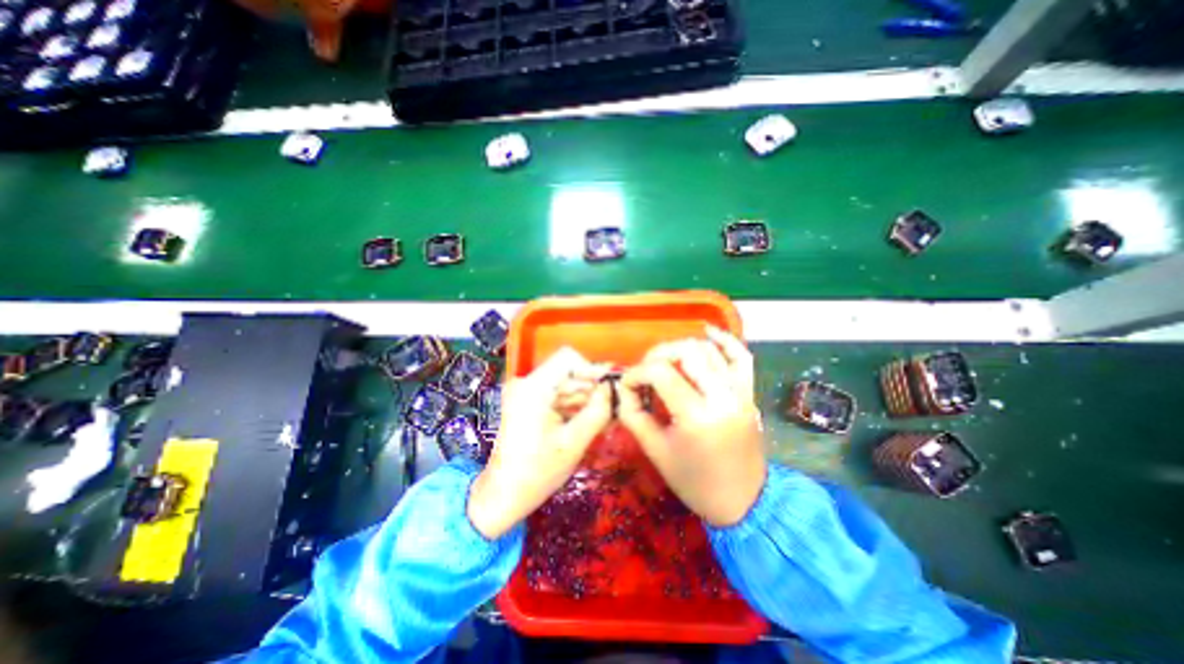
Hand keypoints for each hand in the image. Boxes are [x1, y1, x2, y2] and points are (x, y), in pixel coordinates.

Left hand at [465, 349, 610, 539]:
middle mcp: (527, 383)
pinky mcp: (529, 404)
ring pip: (566, 385)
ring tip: (608, 418)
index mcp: (533, 388)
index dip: (592, 369)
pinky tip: (593, 421)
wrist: (503, 496)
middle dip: (593, 388)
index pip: (568, 358)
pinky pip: (558, 397)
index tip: (610, 388)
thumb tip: (613, 387)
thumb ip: (597, 411)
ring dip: (587, 399)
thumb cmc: (537, 473)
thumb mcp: (574, 442)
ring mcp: (527, 393)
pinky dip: (576, 407)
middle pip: (568, 372)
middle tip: (616, 406)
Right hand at [620, 324, 768, 526]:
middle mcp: (722, 396)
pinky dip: (725, 340)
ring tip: (666, 363)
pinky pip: (741, 356)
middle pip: (686, 352)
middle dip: (658, 355)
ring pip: (709, 350)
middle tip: (645, 372)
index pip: (661, 372)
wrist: (741, 501)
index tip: (627, 385)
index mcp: (697, 415)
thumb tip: (623, 388)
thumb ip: (633, 414)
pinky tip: (707, 332)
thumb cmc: (694, 481)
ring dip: (681, 349)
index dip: (637, 373)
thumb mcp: (655, 450)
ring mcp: (740, 392)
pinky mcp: (748, 392)